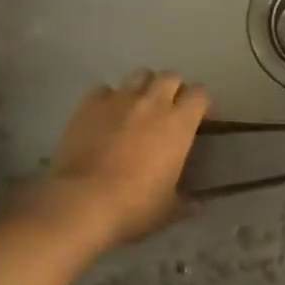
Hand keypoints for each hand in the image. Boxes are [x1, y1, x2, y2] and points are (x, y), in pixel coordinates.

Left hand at [25, 71, 209, 250]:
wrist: (82, 202)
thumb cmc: (134, 207)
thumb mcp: (168, 209)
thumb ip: (187, 202)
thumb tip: (199, 205)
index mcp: (179, 123)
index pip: (200, 94)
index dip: (202, 104)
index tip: (201, 120)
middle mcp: (152, 102)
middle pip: (170, 76)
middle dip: (173, 89)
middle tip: (169, 110)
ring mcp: (119, 99)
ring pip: (139, 75)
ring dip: (144, 87)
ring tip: (138, 107)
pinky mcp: (90, 103)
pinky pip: (104, 89)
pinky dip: (109, 98)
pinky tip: (105, 116)